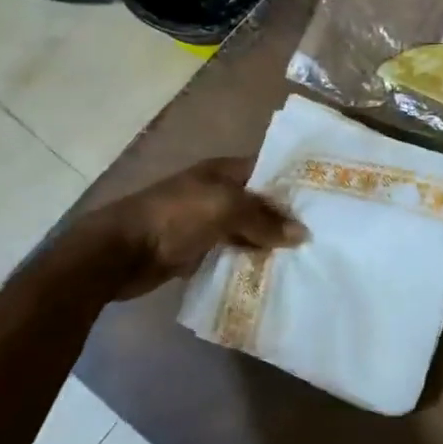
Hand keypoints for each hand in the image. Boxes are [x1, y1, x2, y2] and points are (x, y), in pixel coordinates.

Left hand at [100, 158, 303, 298]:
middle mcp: (215, 192)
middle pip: (257, 202)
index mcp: (222, 171)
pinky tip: (268, 273)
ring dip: (266, 242)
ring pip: (245, 229)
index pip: (266, 169)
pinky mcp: (193, 250)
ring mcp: (203, 221)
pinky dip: (245, 261)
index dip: (291, 182)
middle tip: (318, 234)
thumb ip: (263, 219)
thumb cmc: (175, 217)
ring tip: (301, 258)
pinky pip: (228, 252)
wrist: (120, 252)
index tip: (322, 199)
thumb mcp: (225, 208)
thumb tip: (301, 233)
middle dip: (283, 217)